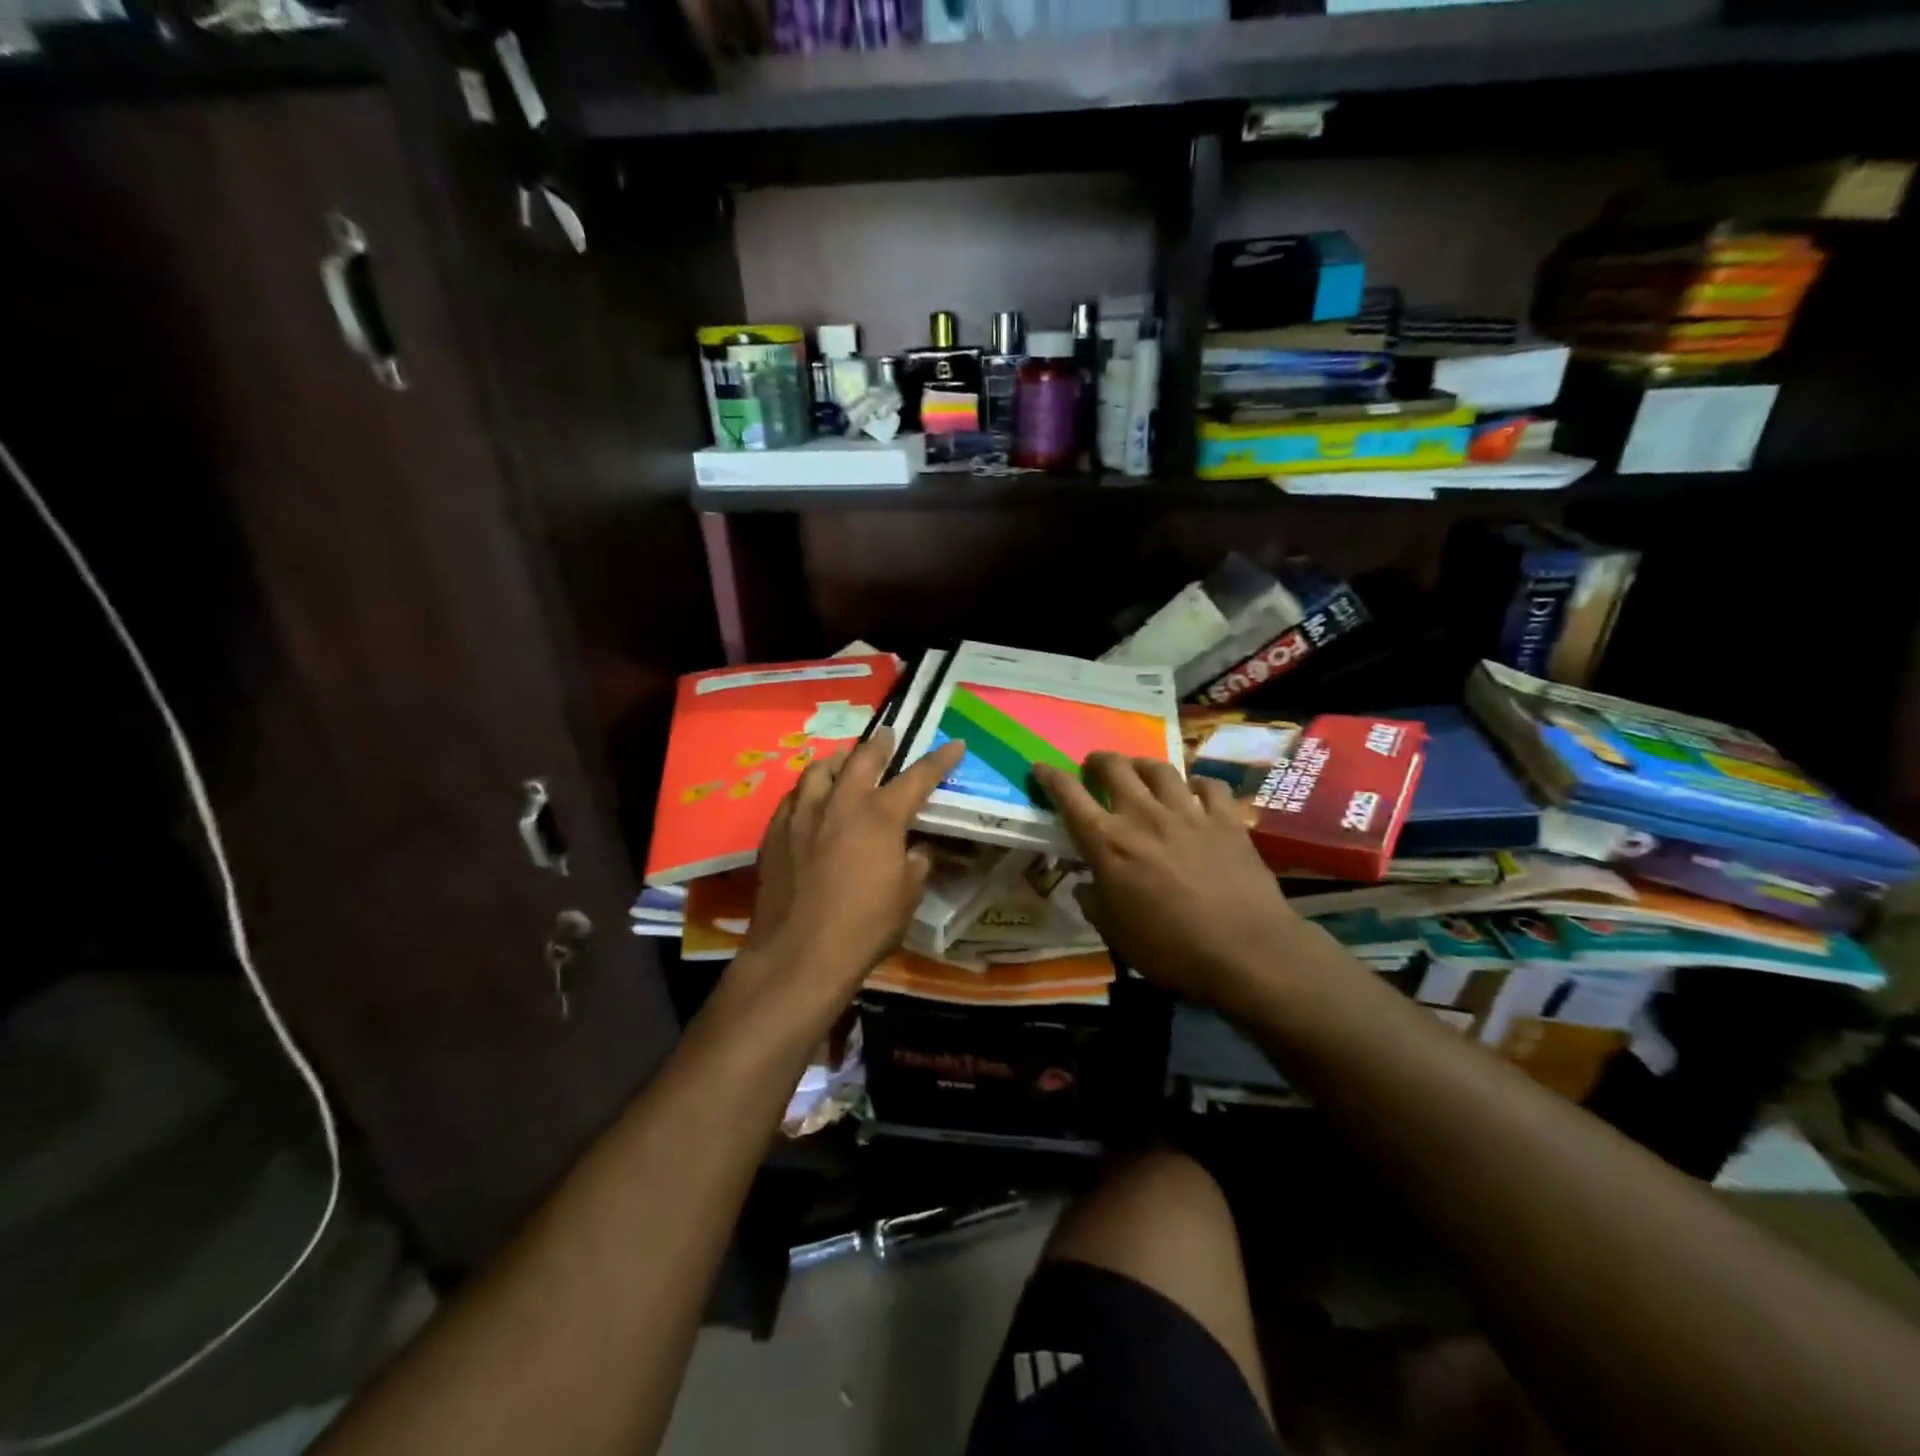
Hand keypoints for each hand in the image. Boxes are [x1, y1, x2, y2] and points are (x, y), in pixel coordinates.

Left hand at [727, 728, 965, 1026]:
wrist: (800, 954)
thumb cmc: (864, 927)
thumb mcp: (907, 897)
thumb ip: (915, 864)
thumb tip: (915, 850)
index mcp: (880, 816)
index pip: (918, 777)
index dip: (940, 760)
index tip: (955, 744)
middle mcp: (840, 804)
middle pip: (863, 759)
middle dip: (880, 744)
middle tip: (888, 734)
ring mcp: (802, 815)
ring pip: (819, 771)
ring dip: (838, 761)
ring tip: (844, 760)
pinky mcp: (774, 833)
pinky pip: (792, 798)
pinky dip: (807, 791)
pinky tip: (808, 799)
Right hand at [1032, 753, 1308, 1014]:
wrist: (1246, 952)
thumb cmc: (1170, 949)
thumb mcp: (1116, 934)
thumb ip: (1095, 903)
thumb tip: (1085, 886)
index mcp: (1109, 843)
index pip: (1070, 797)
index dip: (1051, 778)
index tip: (1041, 767)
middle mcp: (1144, 816)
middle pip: (1115, 768)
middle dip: (1098, 761)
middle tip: (1094, 766)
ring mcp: (1189, 813)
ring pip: (1160, 769)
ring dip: (1143, 764)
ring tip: (1139, 769)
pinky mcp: (1227, 820)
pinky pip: (1210, 787)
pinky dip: (1198, 784)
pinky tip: (1196, 791)